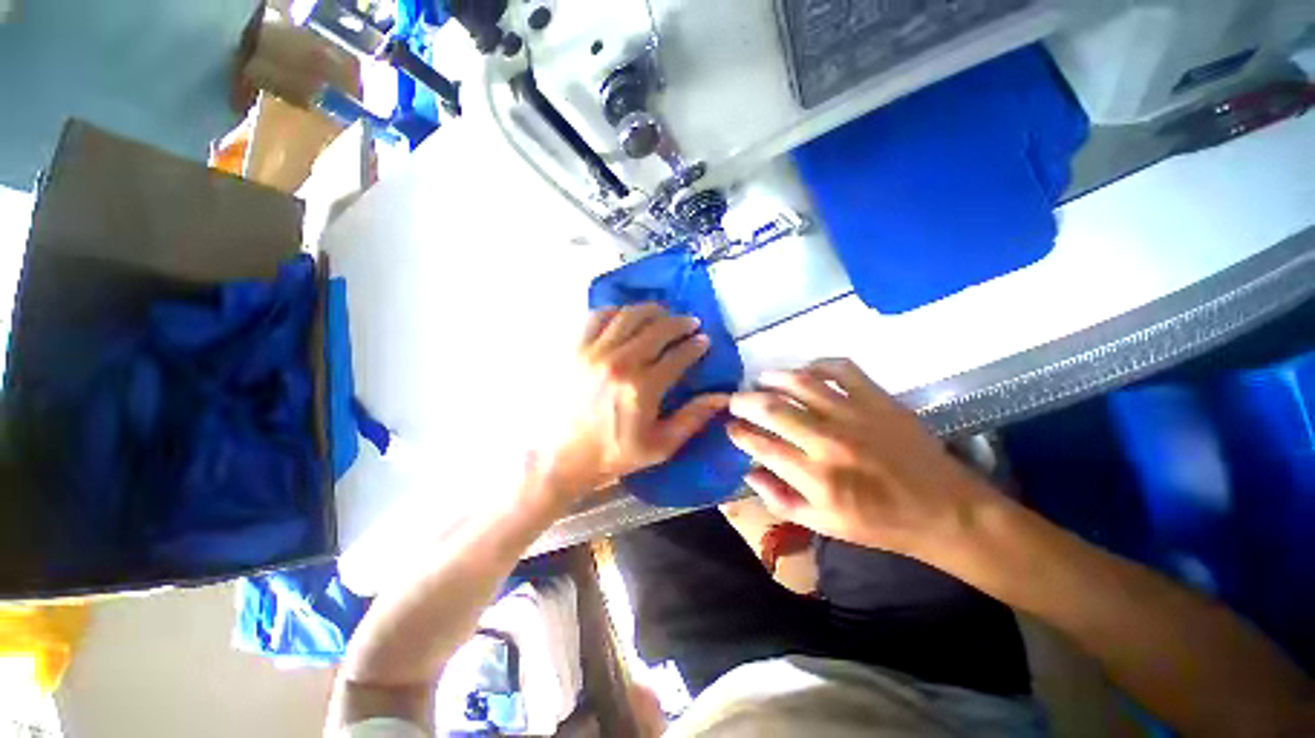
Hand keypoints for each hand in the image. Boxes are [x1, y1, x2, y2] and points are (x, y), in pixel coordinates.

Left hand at [531, 304, 728, 507]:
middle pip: (657, 329)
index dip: (695, 346)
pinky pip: (597, 317)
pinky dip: (616, 311)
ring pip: (629, 316)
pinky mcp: (573, 349)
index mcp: (642, 388)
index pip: (678, 356)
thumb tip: (722, 397)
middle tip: (690, 323)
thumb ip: (692, 419)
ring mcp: (593, 352)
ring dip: (651, 311)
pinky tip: (625, 316)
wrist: (559, 457)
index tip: (704, 341)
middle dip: (680, 322)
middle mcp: (619, 363)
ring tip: (662, 314)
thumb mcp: (659, 446)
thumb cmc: (612, 454)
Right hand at [726, 358, 995, 560]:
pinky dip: (818, 364)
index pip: (760, 445)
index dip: (738, 432)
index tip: (730, 426)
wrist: (944, 511)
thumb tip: (749, 471)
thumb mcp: (823, 526)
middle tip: (735, 399)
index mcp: (815, 477)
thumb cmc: (879, 524)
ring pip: (800, 382)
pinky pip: (840, 368)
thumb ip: (779, 499)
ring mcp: (854, 414)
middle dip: (744, 400)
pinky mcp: (877, 398)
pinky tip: (806, 370)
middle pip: (772, 408)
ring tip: (761, 380)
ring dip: (772, 378)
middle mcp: (828, 441)